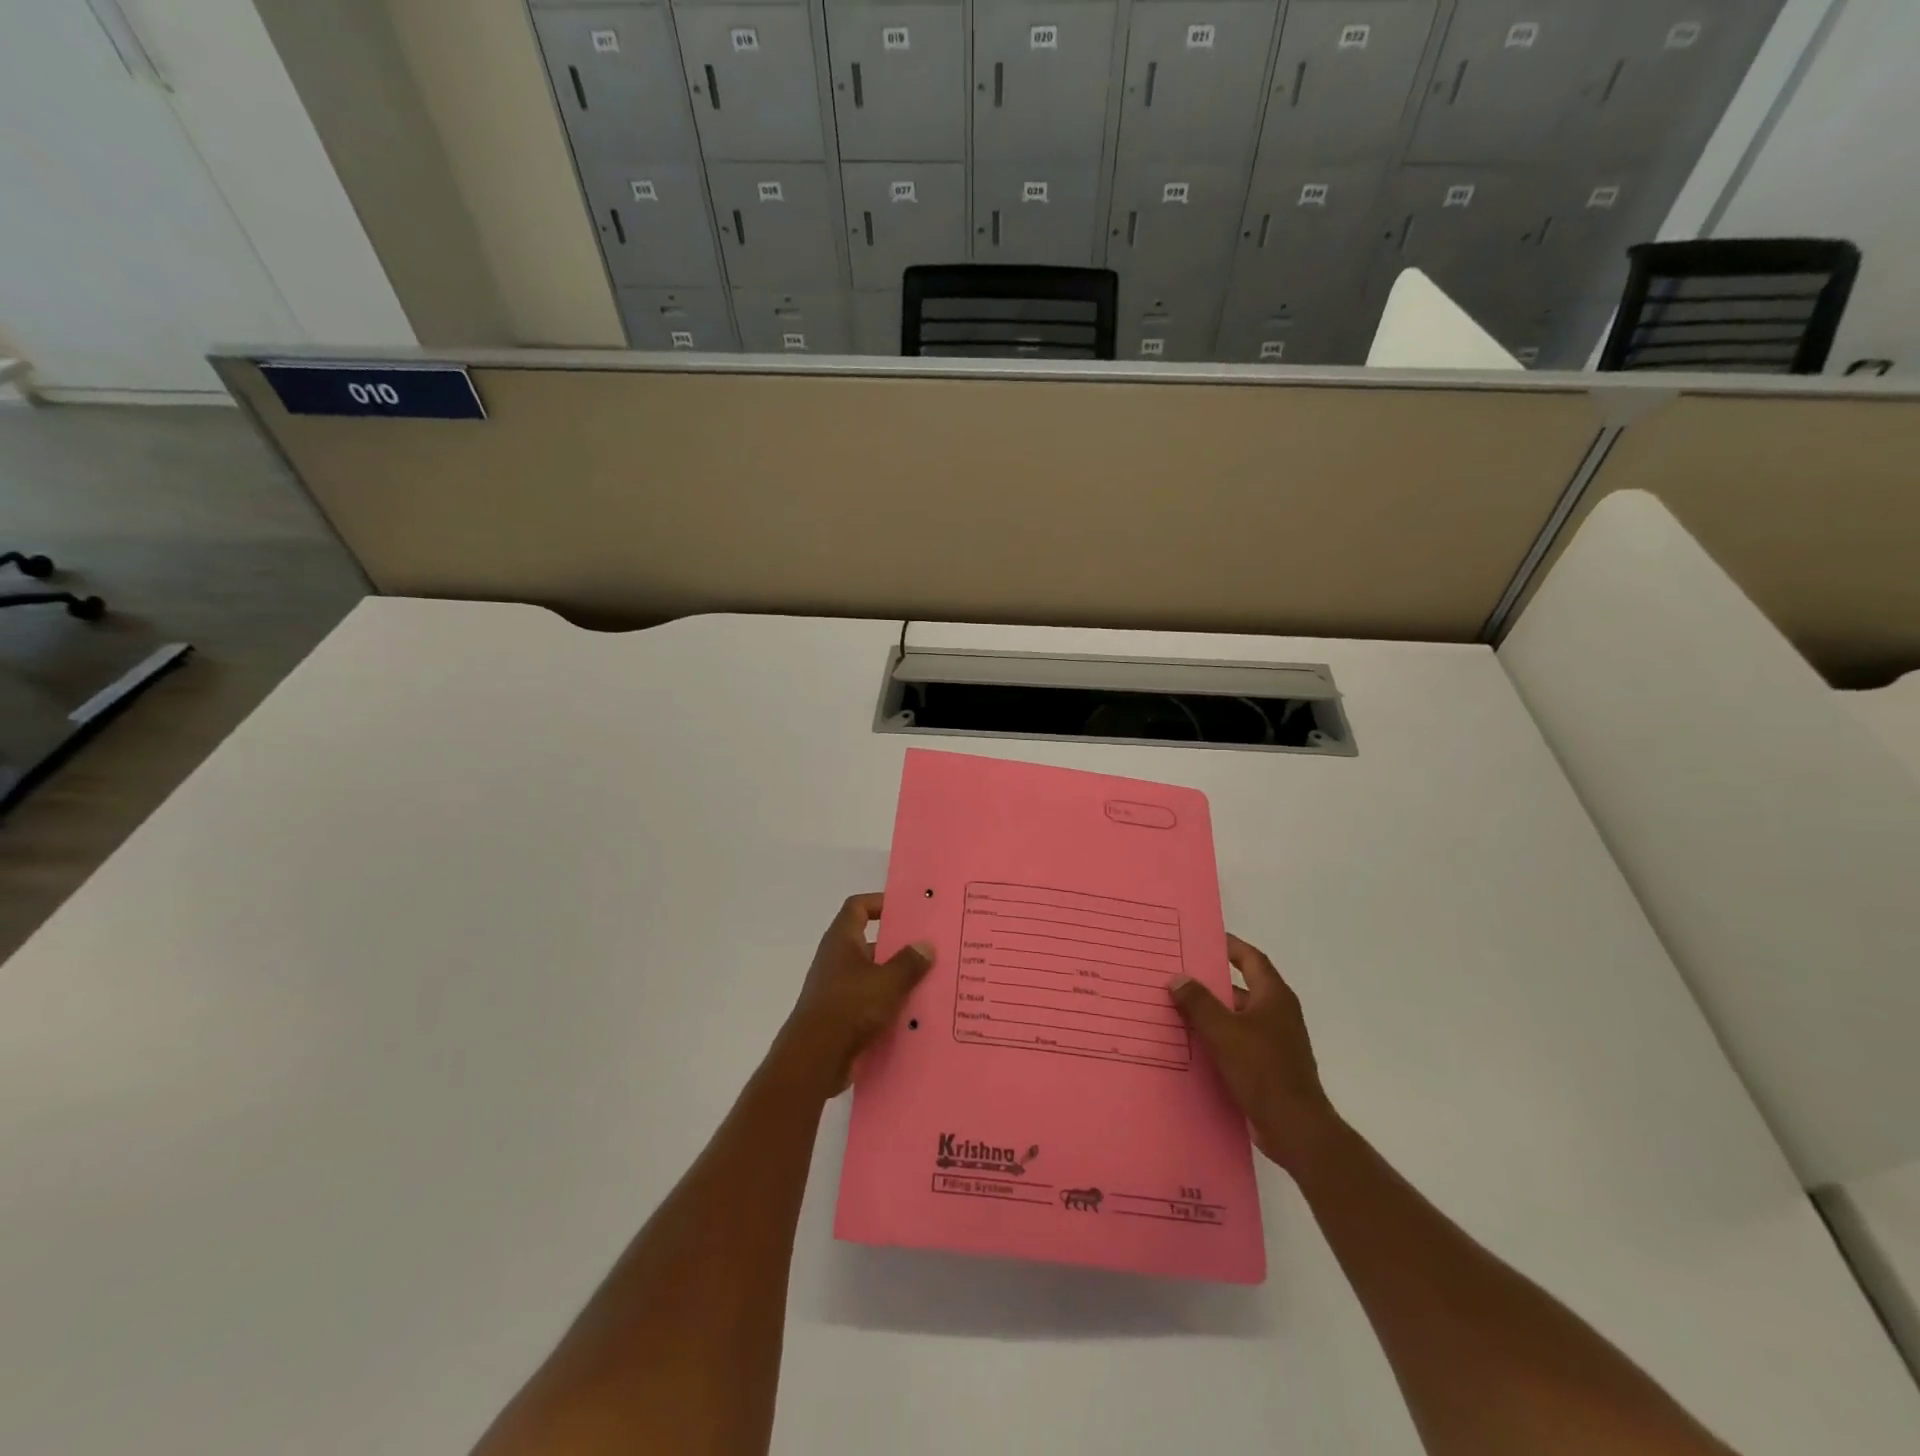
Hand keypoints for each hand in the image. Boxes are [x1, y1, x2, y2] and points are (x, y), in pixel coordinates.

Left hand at [777, 893, 933, 1098]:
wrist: (814, 1059)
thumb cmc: (850, 1007)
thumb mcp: (888, 982)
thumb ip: (909, 962)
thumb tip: (925, 945)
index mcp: (842, 940)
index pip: (858, 906)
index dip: (880, 902)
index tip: (907, 910)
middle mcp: (836, 960)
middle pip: (869, 942)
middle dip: (898, 946)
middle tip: (930, 949)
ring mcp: (836, 989)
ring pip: (872, 976)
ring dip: (896, 979)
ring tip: (930, 982)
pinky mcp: (840, 1017)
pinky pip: (869, 1003)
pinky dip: (888, 1005)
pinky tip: (914, 1014)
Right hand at [1169, 935, 1339, 1172]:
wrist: (1296, 1128)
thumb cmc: (1263, 1070)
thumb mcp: (1224, 1032)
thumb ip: (1199, 1003)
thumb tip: (1177, 978)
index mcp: (1274, 997)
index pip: (1251, 959)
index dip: (1230, 945)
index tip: (1203, 938)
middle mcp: (1277, 1014)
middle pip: (1241, 987)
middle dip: (1210, 981)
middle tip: (1177, 974)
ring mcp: (1274, 1042)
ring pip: (1237, 1017)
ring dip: (1211, 1012)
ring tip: (1175, 1007)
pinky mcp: (1267, 1067)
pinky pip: (1237, 1042)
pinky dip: (1216, 1038)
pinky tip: (1190, 1043)